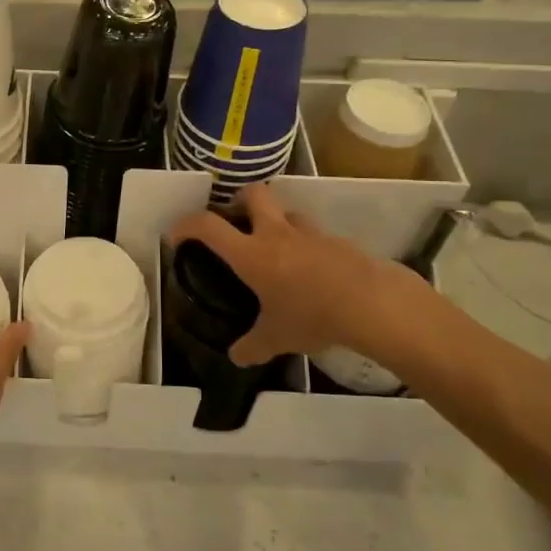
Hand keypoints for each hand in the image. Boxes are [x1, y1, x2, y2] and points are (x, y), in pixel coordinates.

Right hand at [169, 184, 446, 370]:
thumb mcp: (277, 338)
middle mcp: (277, 233)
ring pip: (287, 211)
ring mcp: (310, 233)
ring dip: (277, 221)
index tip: (177, 234)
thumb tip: (236, 357)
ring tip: (276, 248)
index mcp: (251, 253)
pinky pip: (314, 234)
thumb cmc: (313, 316)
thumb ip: (252, 346)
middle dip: (239, 200)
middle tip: (236, 223)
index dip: (186, 225)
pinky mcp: (338, 241)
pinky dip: (306, 245)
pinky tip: (310, 271)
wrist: (373, 305)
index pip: (208, 226)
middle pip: (253, 193)